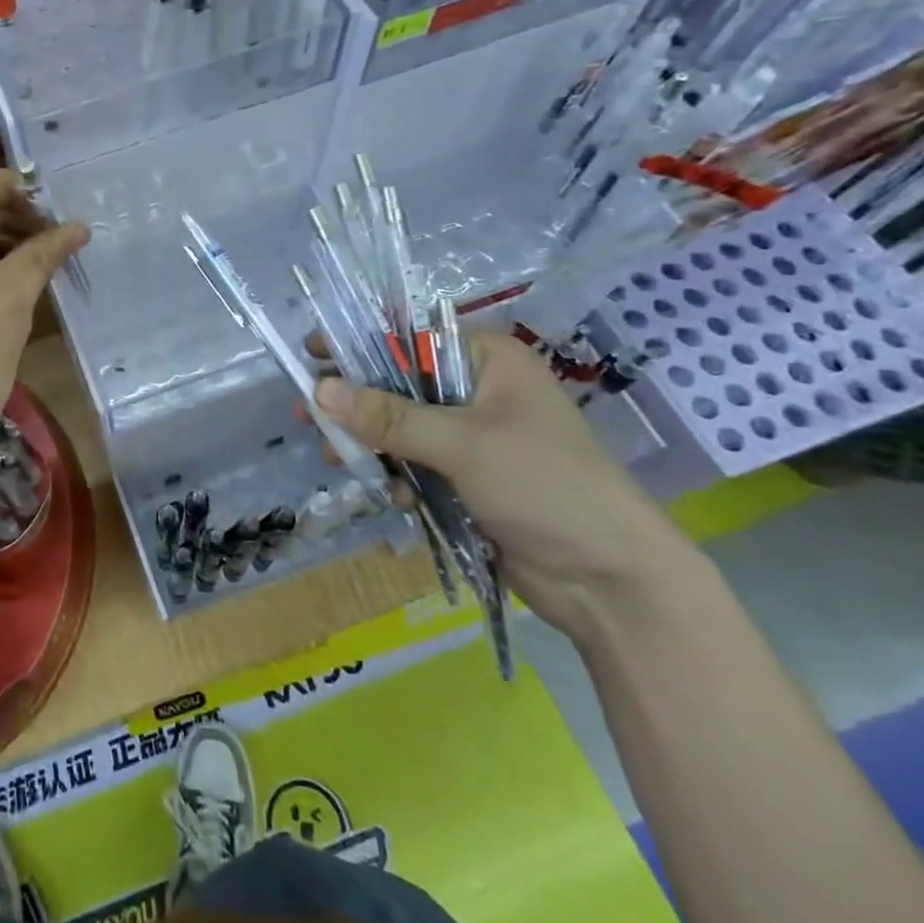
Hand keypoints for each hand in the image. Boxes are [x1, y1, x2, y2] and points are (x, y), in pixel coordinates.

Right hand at [313, 332, 694, 640]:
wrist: (613, 583)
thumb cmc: (545, 487)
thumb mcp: (462, 444)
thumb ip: (388, 416)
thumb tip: (319, 390)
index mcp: (489, 362)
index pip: (410, 339)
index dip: (360, 347)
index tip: (313, 356)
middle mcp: (479, 392)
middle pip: (400, 385)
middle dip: (357, 404)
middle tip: (309, 415)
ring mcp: (474, 438)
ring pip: (402, 428)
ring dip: (371, 445)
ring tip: (336, 459)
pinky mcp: (469, 478)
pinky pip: (416, 463)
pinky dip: (397, 475)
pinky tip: (391, 496)